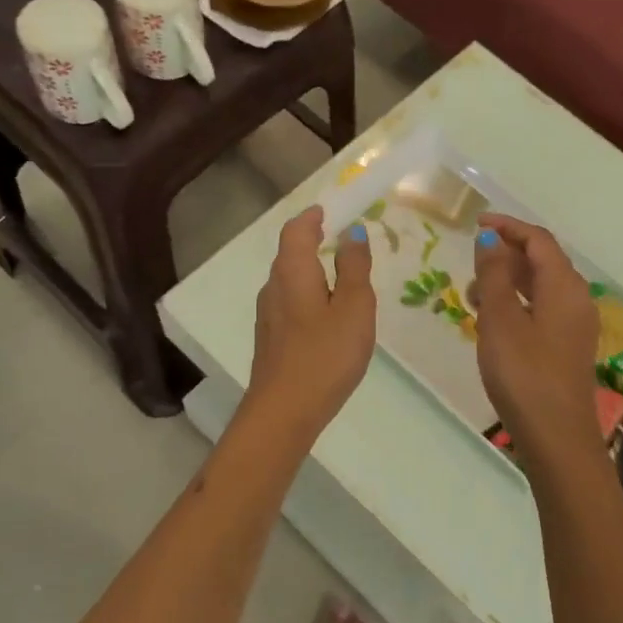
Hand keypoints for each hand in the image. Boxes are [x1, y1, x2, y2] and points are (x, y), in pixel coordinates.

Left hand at [244, 205, 376, 436]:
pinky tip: (327, 316)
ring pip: (290, 280)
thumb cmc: (325, 354)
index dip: (313, 216)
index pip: (297, 230)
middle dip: (314, 241)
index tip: (332, 210)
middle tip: (344, 241)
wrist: (284, 411)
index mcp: (292, 271)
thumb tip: (353, 233)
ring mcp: (268, 315)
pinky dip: (309, 295)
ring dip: (312, 270)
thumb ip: (354, 268)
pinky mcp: (270, 339)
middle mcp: (273, 286)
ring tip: (342, 278)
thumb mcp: (353, 307)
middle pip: (290, 253)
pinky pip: (290, 303)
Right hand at [472, 214, 605, 467]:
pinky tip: (492, 322)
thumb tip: (491, 239)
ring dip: (508, 281)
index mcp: (564, 286)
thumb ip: (494, 274)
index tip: (477, 223)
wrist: (556, 437)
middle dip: (506, 255)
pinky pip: (541, 309)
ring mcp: (574, 325)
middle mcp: (576, 299)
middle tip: (471, 263)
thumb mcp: (500, 319)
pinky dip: (516, 304)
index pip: (539, 240)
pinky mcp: (567, 347)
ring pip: (540, 287)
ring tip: (473, 296)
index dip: (508, 227)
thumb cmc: (525, 373)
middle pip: (543, 261)